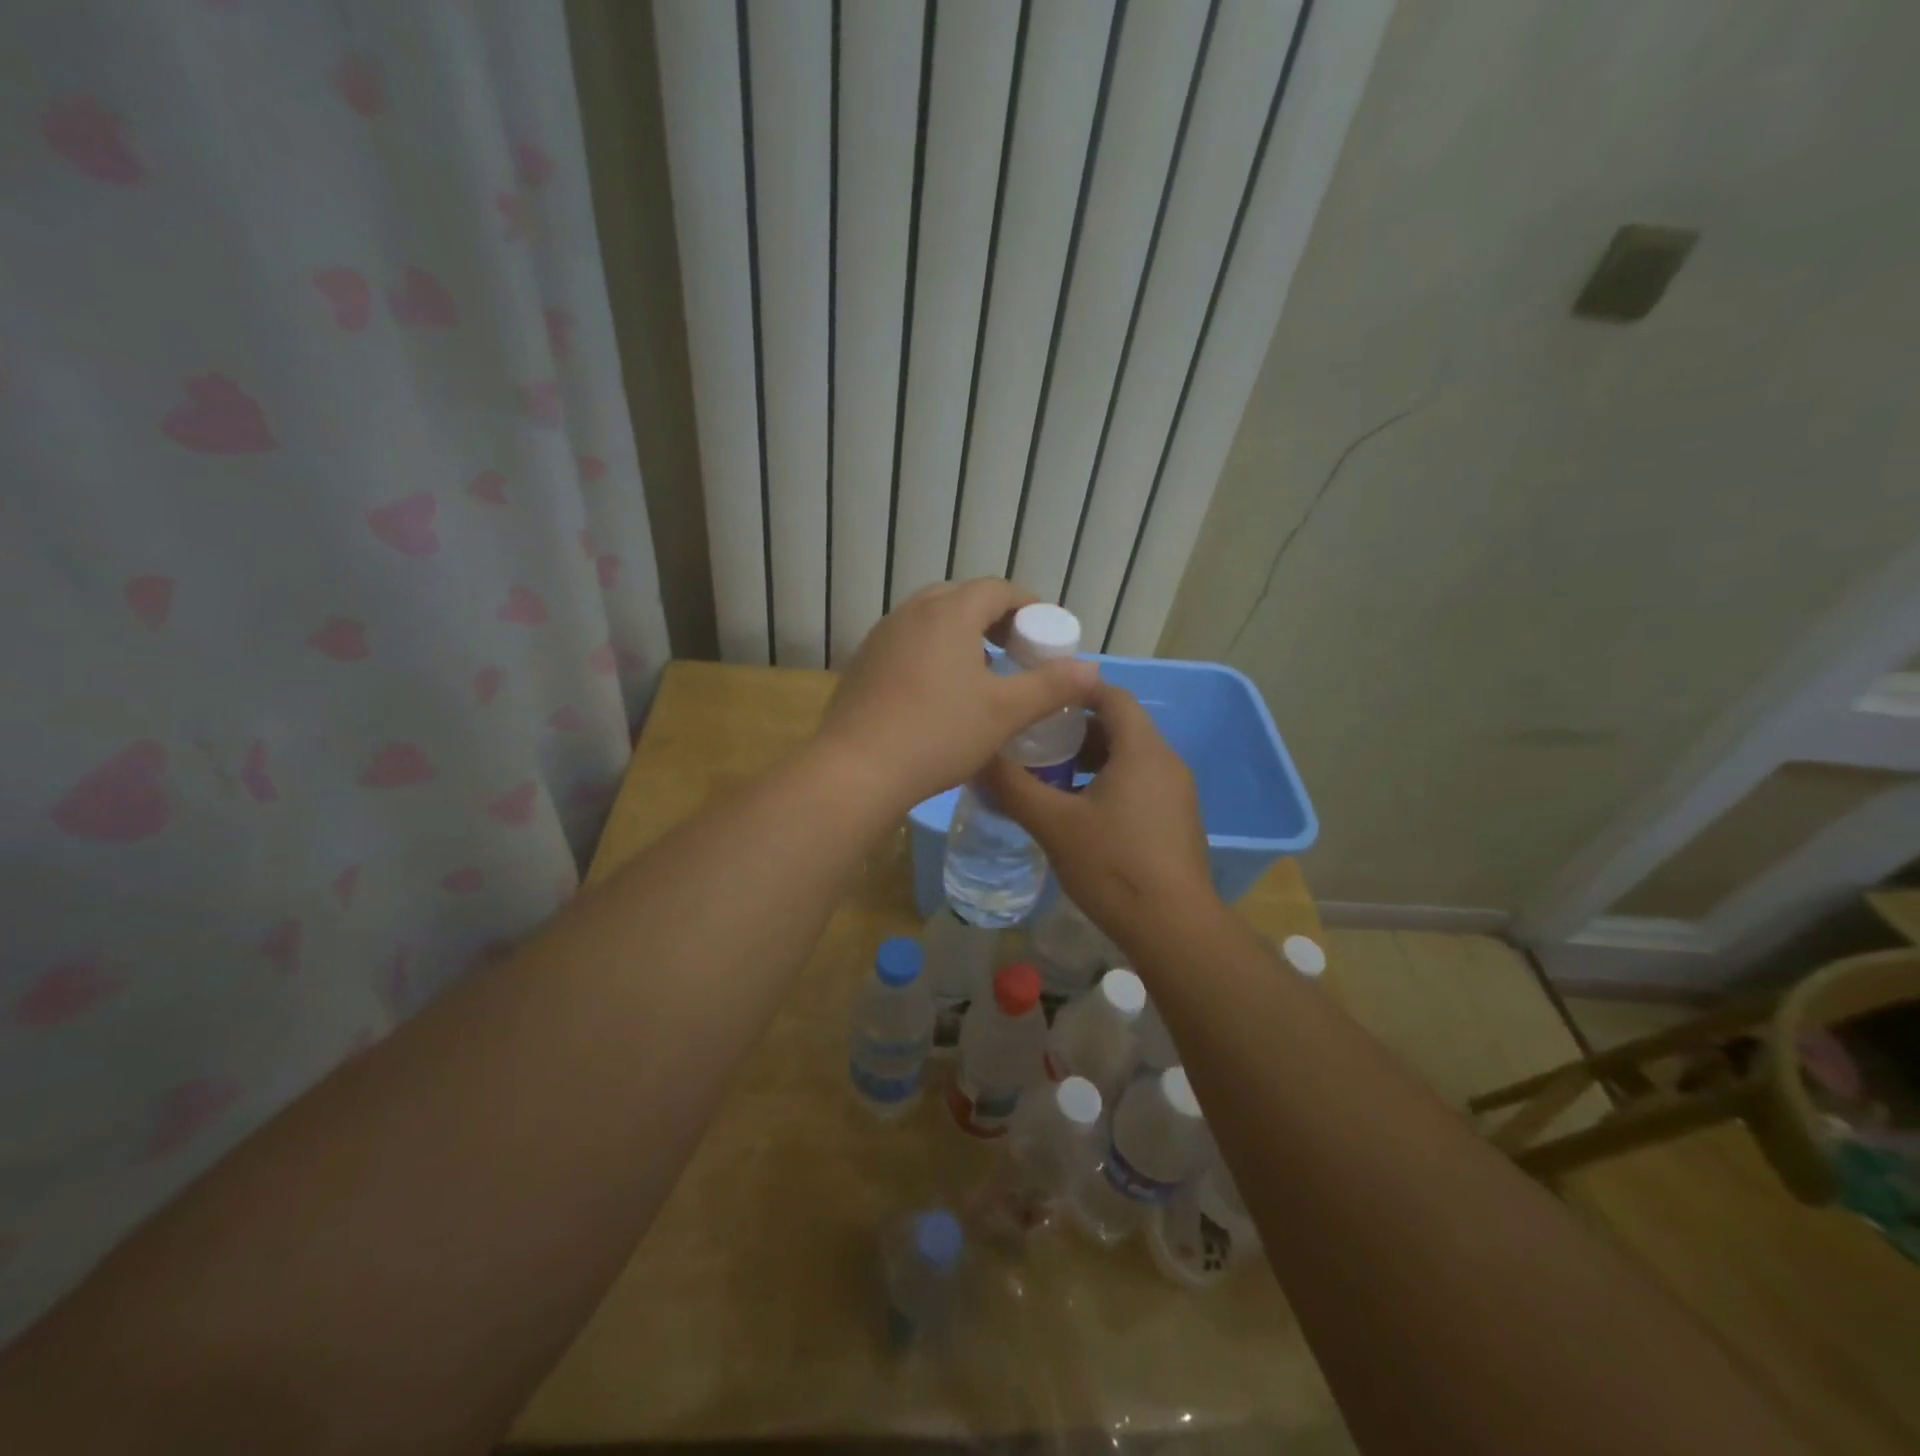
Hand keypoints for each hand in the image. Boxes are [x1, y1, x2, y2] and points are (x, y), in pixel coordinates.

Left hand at [817, 579, 1098, 811]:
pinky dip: (932, 651)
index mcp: (949, 613)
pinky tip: (938, 691)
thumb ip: (1050, 686)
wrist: (857, 769)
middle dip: (994, 617)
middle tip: (1015, 649)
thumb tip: (1092, 669)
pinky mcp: (863, 663)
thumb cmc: (938, 734)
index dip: (1028, 605)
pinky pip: (907, 642)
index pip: (997, 589)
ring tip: (980, 670)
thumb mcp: (1005, 712)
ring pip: (930, 619)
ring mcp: (881, 636)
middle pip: (961, 598)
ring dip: (961, 634)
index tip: (1046, 631)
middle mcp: (912, 613)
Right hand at [982, 681, 1219, 949]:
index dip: (1074, 688)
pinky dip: (1108, 782)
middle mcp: (1166, 762)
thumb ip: (1013, 787)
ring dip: (1091, 759)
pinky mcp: (1176, 820)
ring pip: (1129, 757)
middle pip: (1120, 726)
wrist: (1173, 928)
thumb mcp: (1054, 824)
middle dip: (1076, 728)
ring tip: (1050, 776)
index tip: (1037, 695)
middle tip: (1034, 740)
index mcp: (1142, 750)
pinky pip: (1140, 783)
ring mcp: (1176, 793)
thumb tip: (976, 758)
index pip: (1112, 695)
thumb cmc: (1113, 865)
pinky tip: (1078, 812)